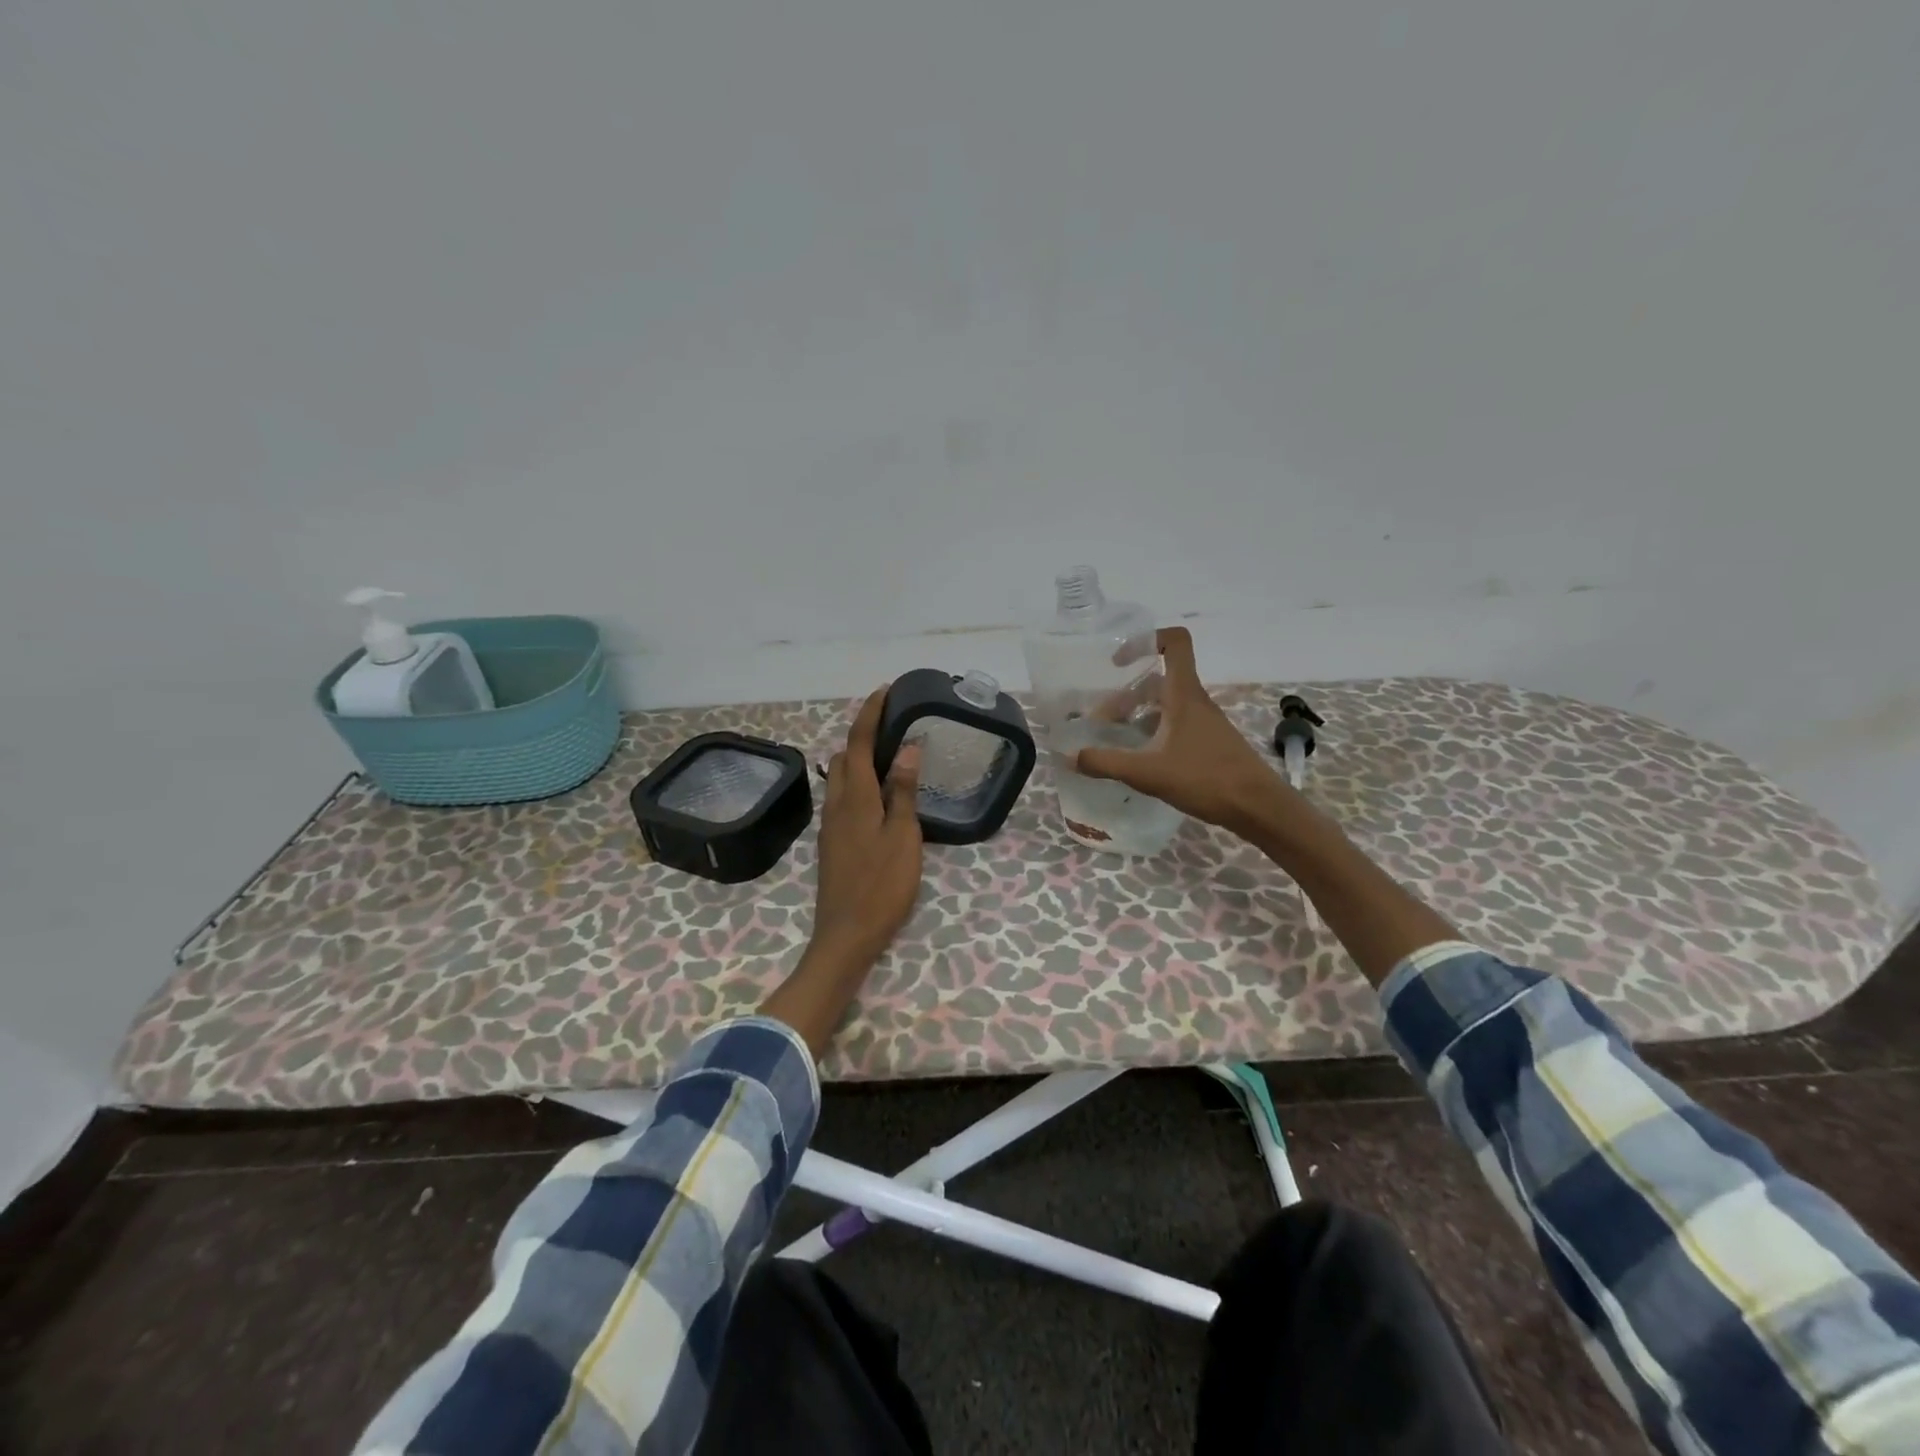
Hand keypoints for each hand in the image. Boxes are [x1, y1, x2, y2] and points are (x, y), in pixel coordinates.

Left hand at [807, 686, 924, 970]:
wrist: (846, 935)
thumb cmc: (881, 885)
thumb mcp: (903, 837)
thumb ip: (903, 791)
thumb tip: (907, 748)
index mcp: (855, 797)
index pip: (859, 742)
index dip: (870, 714)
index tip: (884, 691)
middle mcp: (836, 804)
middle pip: (843, 757)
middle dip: (862, 735)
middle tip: (893, 729)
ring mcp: (830, 825)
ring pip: (839, 779)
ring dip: (858, 760)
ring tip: (891, 760)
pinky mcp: (832, 843)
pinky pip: (842, 799)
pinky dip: (858, 784)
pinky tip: (881, 798)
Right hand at [1075, 627, 1293, 836]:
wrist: (1258, 807)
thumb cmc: (1206, 778)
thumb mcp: (1148, 772)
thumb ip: (1106, 763)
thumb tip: (1069, 756)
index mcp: (1184, 695)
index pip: (1174, 642)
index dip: (1145, 640)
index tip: (1117, 662)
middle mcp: (1195, 702)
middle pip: (1158, 680)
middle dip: (1126, 695)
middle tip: (1101, 721)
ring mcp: (1204, 723)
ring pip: (1165, 705)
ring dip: (1137, 716)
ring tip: (1115, 741)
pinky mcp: (1208, 743)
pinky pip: (1174, 725)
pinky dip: (1153, 733)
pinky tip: (1139, 760)